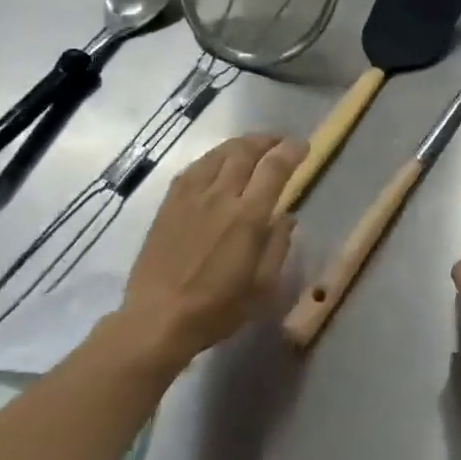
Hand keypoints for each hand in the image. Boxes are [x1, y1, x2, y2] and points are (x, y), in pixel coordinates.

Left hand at [110, 135, 305, 372]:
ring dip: (241, 144)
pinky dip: (213, 158)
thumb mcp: (262, 287)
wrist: (157, 319)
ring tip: (252, 146)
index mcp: (248, 217)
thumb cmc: (216, 309)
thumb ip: (278, 246)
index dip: (291, 151)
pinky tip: (218, 163)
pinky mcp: (169, 203)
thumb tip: (286, 218)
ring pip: (219, 154)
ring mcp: (191, 196)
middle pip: (246, 152)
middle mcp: (220, 196)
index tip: (303, 146)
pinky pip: (195, 167)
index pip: (274, 168)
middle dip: (267, 140)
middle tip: (280, 141)